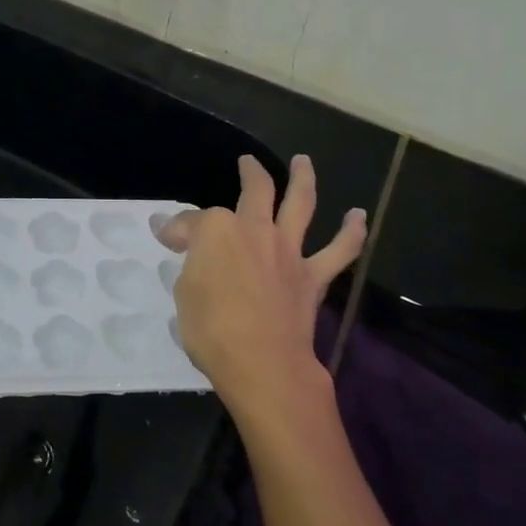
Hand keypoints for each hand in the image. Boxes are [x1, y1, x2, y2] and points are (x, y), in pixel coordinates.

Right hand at [156, 155, 365, 427]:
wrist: (263, 363)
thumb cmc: (211, 330)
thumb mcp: (183, 294)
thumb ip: (188, 263)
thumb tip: (180, 240)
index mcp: (217, 231)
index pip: (192, 223)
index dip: (177, 229)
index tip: (167, 238)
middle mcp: (255, 229)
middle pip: (255, 189)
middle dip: (250, 172)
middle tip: (247, 163)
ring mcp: (287, 250)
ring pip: (300, 203)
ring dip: (303, 179)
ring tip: (303, 161)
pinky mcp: (312, 276)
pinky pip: (339, 251)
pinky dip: (351, 232)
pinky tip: (358, 216)